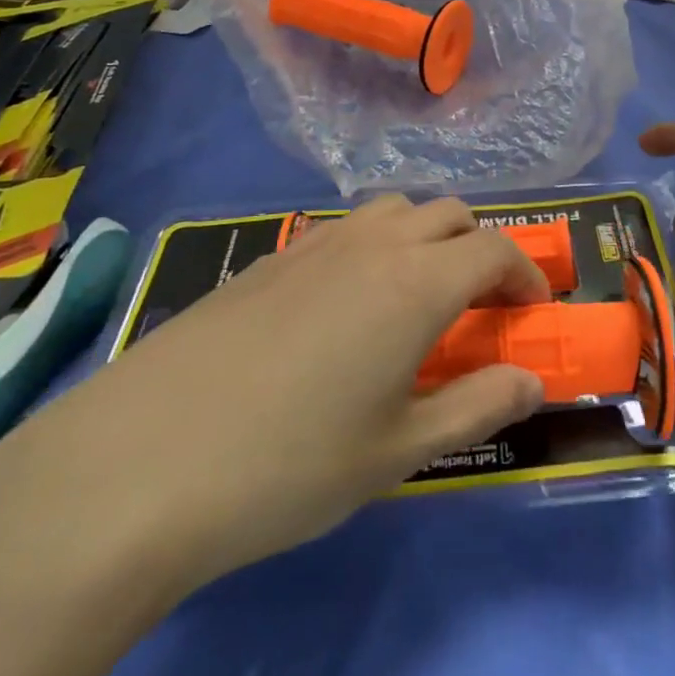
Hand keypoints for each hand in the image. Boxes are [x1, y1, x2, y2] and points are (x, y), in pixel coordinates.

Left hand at [0, 195, 548, 622]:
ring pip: (393, 210)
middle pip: (447, 212)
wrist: (141, 461)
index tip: (533, 308)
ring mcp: (314, 243)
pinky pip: (344, 229)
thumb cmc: (288, 465)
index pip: (493, 249)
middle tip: (478, 303)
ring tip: (417, 296)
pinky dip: (374, 246)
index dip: (525, 272)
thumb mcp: (398, 451)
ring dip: (425, 237)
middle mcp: (371, 244)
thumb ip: (476, 405)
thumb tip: (532, 380)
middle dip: (478, 246)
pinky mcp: (269, 258)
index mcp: (415, 283)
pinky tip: (347, 306)